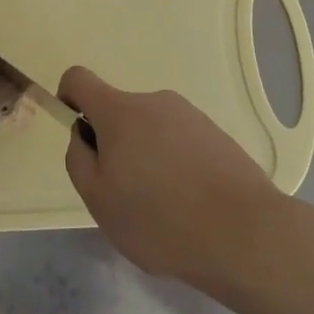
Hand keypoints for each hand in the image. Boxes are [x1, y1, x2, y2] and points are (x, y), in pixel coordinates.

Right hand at [61, 67, 282, 287]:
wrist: (245, 234)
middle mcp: (154, 101)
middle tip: (126, 194)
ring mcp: (190, 115)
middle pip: (118, 112)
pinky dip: (174, 165)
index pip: (79, 79)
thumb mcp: (99, 200)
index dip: (68, 98)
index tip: (79, 134)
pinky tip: (190, 205)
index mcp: (120, 112)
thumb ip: (78, 159)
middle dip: (114, 145)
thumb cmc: (160, 219)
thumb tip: (84, 136)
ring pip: (150, 130)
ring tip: (163, 207)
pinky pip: (179, 142)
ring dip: (146, 157)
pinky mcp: (217, 134)